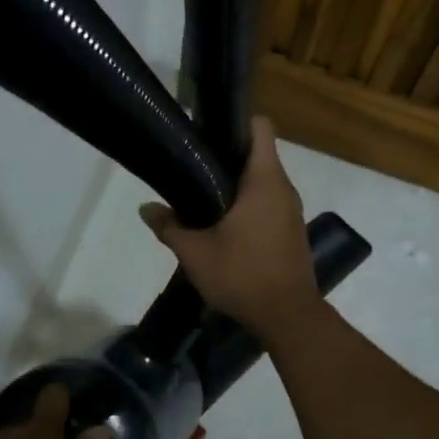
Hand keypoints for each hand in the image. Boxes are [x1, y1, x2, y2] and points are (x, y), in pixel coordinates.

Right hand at [140, 116, 321, 341]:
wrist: (288, 316)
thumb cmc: (242, 274)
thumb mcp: (195, 252)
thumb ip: (169, 226)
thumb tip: (146, 209)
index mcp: (265, 180)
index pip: (260, 127)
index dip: (235, 122)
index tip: (207, 132)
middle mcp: (284, 188)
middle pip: (258, 154)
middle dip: (227, 156)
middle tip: (193, 166)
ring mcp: (292, 211)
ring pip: (264, 182)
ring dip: (237, 185)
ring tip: (203, 197)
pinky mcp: (292, 232)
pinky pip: (270, 204)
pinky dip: (249, 206)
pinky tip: (224, 225)